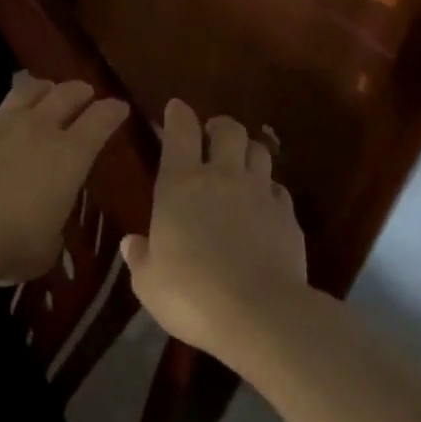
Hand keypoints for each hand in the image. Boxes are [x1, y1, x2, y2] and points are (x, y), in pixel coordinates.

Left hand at [0, 73, 128, 284]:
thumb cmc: (11, 243)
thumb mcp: (47, 248)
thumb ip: (52, 229)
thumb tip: (46, 226)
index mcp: (70, 156)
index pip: (101, 121)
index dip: (113, 111)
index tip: (119, 107)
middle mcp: (39, 128)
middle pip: (66, 95)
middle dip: (80, 91)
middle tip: (84, 92)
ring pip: (25, 90)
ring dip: (38, 87)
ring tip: (41, 88)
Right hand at [123, 100, 308, 359]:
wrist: (258, 313)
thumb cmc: (190, 294)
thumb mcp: (148, 282)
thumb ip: (140, 257)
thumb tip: (132, 243)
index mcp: (180, 184)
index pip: (180, 131)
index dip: (178, 114)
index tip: (176, 108)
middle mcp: (222, 177)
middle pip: (228, 129)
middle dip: (219, 126)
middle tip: (211, 136)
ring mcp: (259, 193)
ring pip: (259, 151)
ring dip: (248, 151)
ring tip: (240, 164)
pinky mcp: (287, 216)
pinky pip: (278, 189)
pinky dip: (269, 189)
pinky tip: (264, 205)